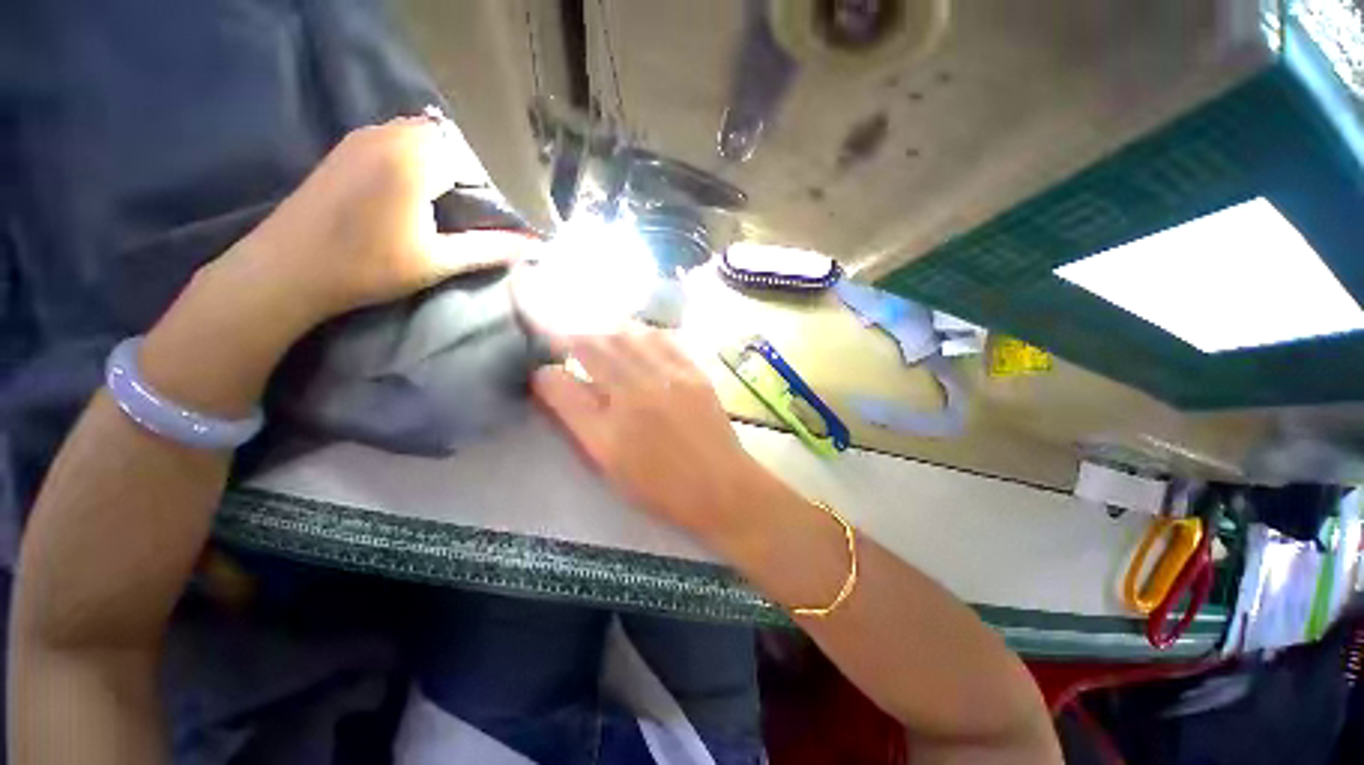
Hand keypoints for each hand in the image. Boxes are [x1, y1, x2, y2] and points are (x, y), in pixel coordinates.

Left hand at [225, 112, 533, 324]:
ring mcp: (364, 136)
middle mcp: (390, 134)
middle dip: (473, 172)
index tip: (504, 217)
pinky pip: (398, 139)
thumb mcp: (439, 261)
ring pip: (424, 137)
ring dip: (445, 164)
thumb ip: (492, 249)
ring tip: (455, 203)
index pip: (477, 160)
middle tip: (481, 211)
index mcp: (416, 158)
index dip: (496, 188)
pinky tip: (420, 192)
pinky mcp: (347, 147)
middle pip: (452, 142)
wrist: (287, 269)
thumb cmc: (368, 266)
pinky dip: (419, 158)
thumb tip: (536, 247)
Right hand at [528, 327, 763, 535]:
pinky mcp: (693, 372)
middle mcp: (634, 397)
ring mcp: (667, 379)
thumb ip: (580, 425)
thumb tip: (557, 389)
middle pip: (592, 348)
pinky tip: (635, 339)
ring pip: (624, 336)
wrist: (722, 486)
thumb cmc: (662, 487)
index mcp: (607, 432)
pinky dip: (640, 333)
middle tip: (565, 343)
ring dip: (604, 333)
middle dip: (571, 340)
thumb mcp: (610, 466)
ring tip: (598, 339)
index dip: (544, 374)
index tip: (543, 372)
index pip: (560, 386)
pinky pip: (660, 338)